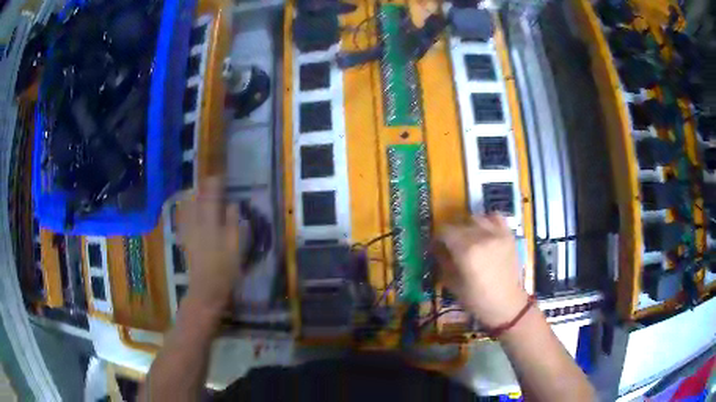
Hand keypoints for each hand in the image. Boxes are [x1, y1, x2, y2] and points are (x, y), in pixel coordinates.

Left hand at [177, 177, 246, 313]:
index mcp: (211, 223)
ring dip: (192, 196)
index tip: (219, 176)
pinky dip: (184, 210)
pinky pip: (182, 219)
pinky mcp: (185, 240)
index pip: (212, 197)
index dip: (215, 184)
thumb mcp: (236, 247)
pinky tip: (186, 208)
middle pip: (197, 199)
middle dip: (202, 188)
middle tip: (209, 182)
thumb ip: (234, 223)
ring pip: (187, 208)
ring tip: (198, 191)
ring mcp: (189, 231)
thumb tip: (233, 204)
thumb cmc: (225, 269)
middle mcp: (197, 223)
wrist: (206, 288)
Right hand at [434, 214, 528, 327]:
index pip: (445, 231)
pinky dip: (487, 220)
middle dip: (452, 233)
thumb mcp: (453, 284)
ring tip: (468, 238)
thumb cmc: (477, 299)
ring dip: (469, 226)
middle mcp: (482, 237)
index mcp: (466, 251)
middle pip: (460, 224)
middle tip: (451, 245)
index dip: (438, 237)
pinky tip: (485, 231)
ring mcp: (497, 234)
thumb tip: (436, 248)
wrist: (506, 304)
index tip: (436, 246)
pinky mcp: (508, 235)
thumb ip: (443, 261)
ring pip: (476, 218)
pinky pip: (496, 217)